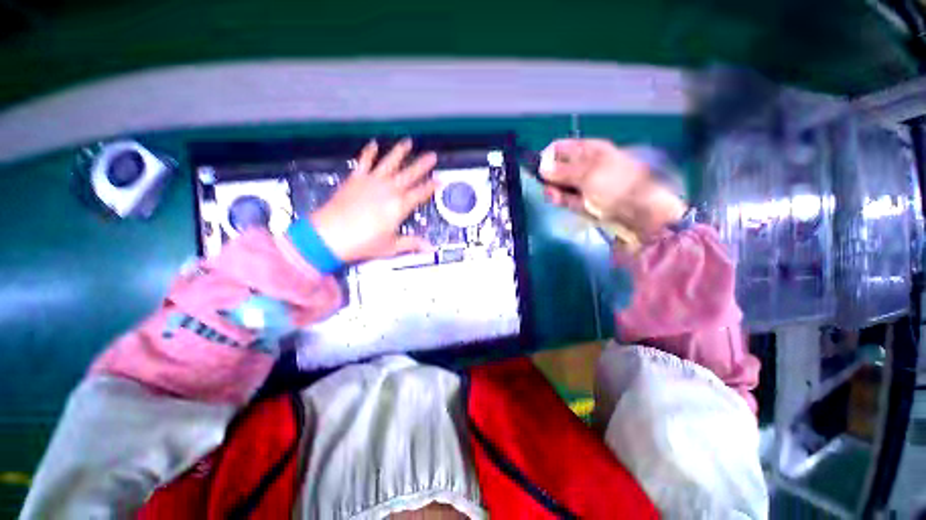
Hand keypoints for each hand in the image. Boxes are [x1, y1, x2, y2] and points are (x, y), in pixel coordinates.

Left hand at [310, 139, 437, 262]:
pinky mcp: (356, 178)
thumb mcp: (391, 246)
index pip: (420, 194)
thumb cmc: (363, 242)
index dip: (431, 187)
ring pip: (390, 163)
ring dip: (400, 152)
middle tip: (432, 156)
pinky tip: (373, 144)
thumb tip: (430, 248)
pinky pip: (364, 162)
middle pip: (410, 174)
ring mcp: (372, 181)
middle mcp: (389, 190)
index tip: (439, 180)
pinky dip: (369, 152)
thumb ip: (412, 243)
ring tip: (408, 142)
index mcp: (399, 206)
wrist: (330, 235)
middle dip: (422, 165)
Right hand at [539, 138, 686, 238]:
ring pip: (560, 185)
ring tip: (553, 195)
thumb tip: (541, 167)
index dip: (547, 156)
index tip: (539, 168)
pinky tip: (556, 199)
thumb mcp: (589, 173)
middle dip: (549, 176)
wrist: (638, 212)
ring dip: (554, 190)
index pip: (560, 148)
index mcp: (589, 150)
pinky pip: (566, 198)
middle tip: (546, 183)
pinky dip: (560, 199)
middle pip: (557, 168)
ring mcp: (583, 185)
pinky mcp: (582, 202)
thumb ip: (563, 170)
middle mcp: (584, 166)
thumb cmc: (616, 184)